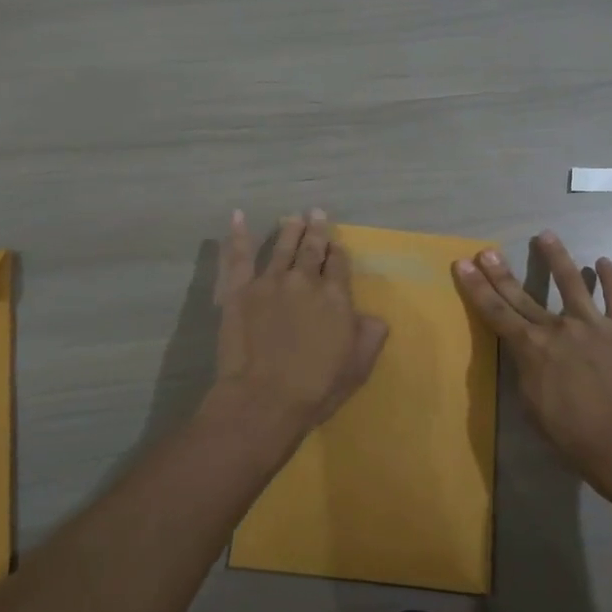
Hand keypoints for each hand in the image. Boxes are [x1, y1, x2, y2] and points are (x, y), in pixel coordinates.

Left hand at [212, 209, 389, 439]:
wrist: (264, 399)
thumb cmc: (316, 388)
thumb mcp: (358, 366)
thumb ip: (370, 335)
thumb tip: (373, 316)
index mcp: (335, 296)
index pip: (339, 264)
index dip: (338, 252)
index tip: (337, 245)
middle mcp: (304, 281)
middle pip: (312, 249)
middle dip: (316, 230)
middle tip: (316, 212)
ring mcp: (270, 282)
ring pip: (281, 247)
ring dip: (289, 229)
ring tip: (292, 217)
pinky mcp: (239, 290)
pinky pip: (239, 256)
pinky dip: (239, 235)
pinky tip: (238, 217)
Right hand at [453, 230, 611, 493]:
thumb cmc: (572, 435)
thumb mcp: (532, 405)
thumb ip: (526, 371)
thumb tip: (526, 352)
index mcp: (530, 348)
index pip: (495, 312)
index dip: (476, 287)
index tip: (463, 264)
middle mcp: (556, 328)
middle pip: (523, 294)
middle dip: (501, 271)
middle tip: (487, 250)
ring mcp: (592, 324)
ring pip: (571, 282)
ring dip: (557, 257)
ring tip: (546, 235)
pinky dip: (610, 277)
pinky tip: (603, 261)